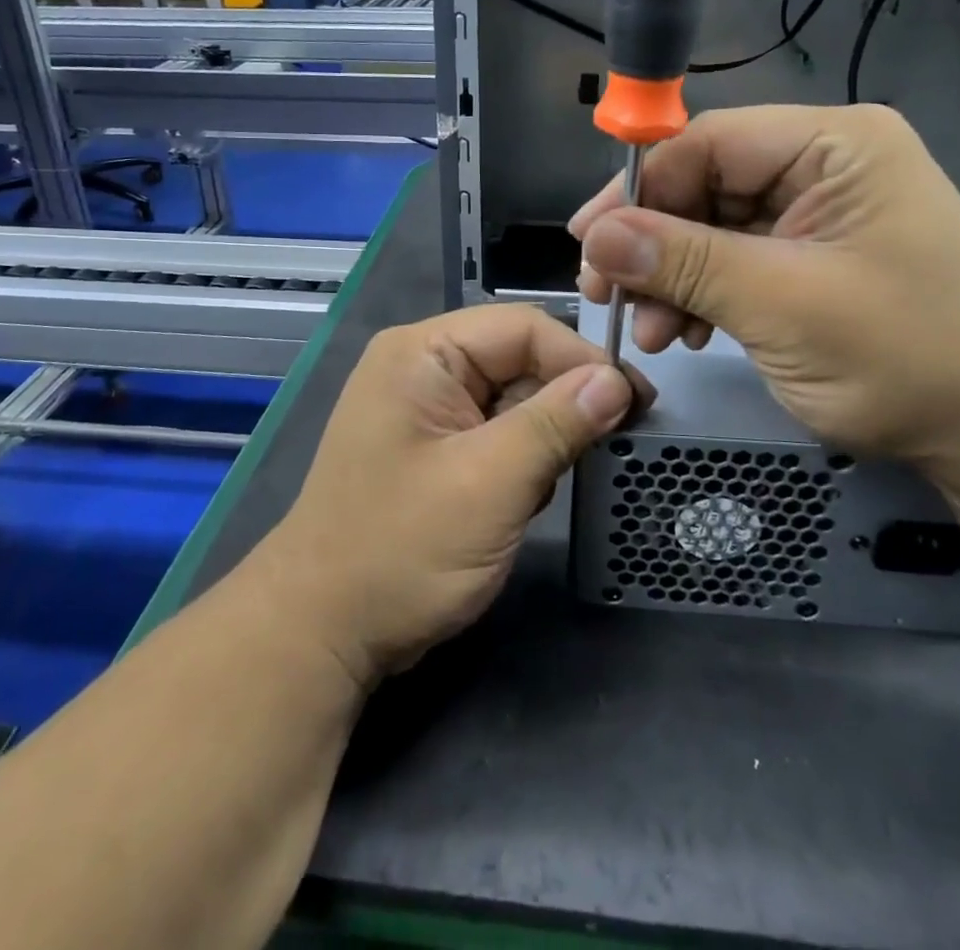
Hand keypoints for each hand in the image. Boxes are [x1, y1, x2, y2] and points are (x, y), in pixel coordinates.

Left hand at [255, 305, 644, 687]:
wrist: (324, 633)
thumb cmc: (401, 551)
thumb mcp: (489, 484)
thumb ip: (555, 424)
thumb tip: (618, 381)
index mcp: (423, 353)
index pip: (523, 327)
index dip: (582, 359)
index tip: (635, 404)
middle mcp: (424, 367)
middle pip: (520, 358)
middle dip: (566, 400)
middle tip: (615, 441)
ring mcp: (428, 409)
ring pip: (515, 397)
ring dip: (546, 435)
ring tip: (554, 481)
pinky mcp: (437, 447)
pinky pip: (498, 431)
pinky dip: (524, 458)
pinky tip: (526, 497)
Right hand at [570, 104, 959, 483]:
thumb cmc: (906, 359)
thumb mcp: (782, 305)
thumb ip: (685, 262)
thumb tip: (597, 236)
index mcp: (836, 145)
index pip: (709, 142)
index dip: (640, 188)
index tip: (587, 241)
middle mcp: (824, 165)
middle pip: (704, 185)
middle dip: (652, 245)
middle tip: (605, 295)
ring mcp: (816, 213)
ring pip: (710, 227)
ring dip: (670, 277)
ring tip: (649, 332)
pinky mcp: (809, 256)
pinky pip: (732, 259)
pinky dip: (699, 294)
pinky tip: (682, 331)